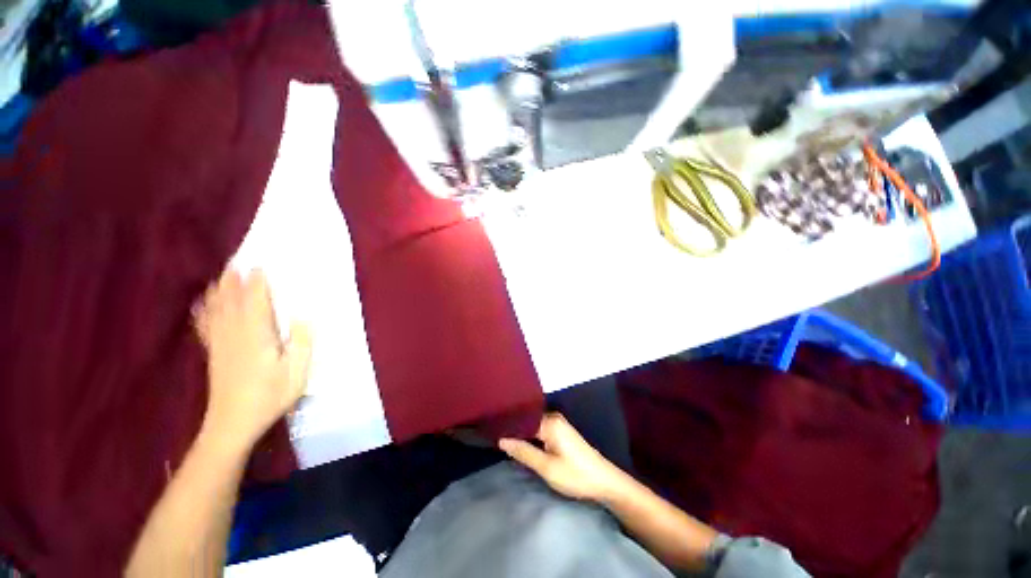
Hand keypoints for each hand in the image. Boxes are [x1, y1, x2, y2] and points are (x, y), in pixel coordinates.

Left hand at [193, 269, 311, 452]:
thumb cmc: (270, 396)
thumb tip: (303, 315)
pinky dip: (205, 311)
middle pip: (231, 301)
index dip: (257, 283)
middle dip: (234, 281)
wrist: (233, 423)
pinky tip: (203, 304)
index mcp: (256, 336)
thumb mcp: (297, 372)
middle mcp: (234, 334)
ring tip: (221, 275)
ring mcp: (221, 344)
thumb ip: (301, 342)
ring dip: (219, 291)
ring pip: (217, 310)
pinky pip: (206, 326)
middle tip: (236, 262)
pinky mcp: (213, 354)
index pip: (256, 302)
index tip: (260, 266)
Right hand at [499, 413, 630, 501]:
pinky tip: (520, 441)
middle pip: (527, 420)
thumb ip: (523, 452)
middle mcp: (553, 417)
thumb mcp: (547, 467)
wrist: (604, 481)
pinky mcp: (561, 431)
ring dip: (521, 432)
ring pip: (533, 425)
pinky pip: (539, 428)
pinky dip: (530, 435)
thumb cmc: (575, 475)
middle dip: (512, 428)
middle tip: (492, 435)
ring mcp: (558, 423)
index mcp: (550, 422)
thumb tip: (501, 439)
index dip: (506, 426)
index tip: (489, 430)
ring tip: (501, 437)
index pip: (522, 419)